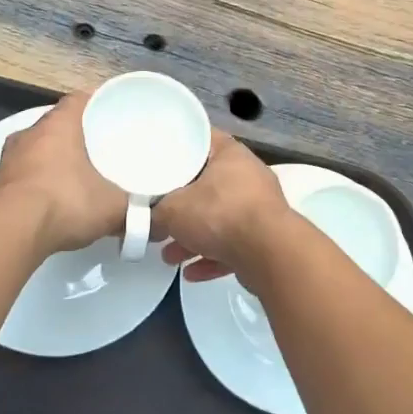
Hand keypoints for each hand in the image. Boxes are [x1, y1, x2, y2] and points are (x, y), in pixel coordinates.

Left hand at [0, 93, 126, 254]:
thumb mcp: (112, 207)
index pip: (77, 100)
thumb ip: (134, 209)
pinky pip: (21, 176)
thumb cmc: (66, 202)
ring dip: (51, 160)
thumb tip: (152, 219)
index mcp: (58, 125)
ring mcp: (7, 159)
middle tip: (96, 149)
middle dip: (74, 135)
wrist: (11, 233)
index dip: (94, 103)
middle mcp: (29, 134)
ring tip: (73, 177)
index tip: (109, 112)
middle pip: (54, 124)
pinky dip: (35, 183)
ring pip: (34, 150)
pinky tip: (50, 202)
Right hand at [151, 132, 293, 284]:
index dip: (177, 148)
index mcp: (229, 154)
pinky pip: (233, 245)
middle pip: (206, 185)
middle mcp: (248, 176)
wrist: (269, 253)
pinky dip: (213, 257)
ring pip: (219, 219)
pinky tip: (191, 273)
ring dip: (194, 238)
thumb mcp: (172, 210)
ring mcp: (260, 208)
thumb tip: (142, 220)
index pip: (200, 139)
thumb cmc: (219, 214)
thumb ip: (154, 213)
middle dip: (181, 206)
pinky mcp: (265, 238)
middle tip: (160, 217)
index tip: (157, 160)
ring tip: (169, 257)